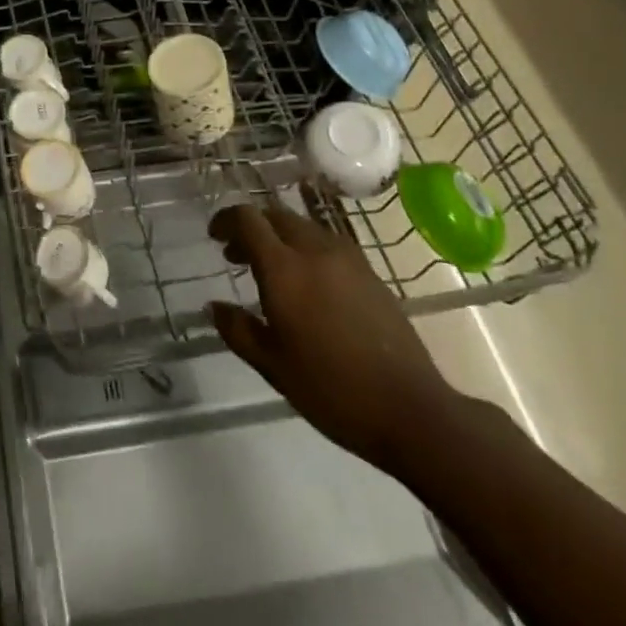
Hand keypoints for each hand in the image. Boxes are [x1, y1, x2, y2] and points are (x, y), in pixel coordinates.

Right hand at [208, 199, 456, 474]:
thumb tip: (214, 306)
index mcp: (284, 269)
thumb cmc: (331, 390)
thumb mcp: (272, 366)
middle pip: (276, 216)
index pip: (248, 219)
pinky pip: (328, 243)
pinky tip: (308, 285)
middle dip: (252, 227)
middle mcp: (315, 251)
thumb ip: (237, 330)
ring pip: (304, 227)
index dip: (226, 220)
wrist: (411, 409)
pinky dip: (306, 249)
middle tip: (237, 256)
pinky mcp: (371, 273)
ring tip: (272, 270)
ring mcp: (348, 259)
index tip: (214, 237)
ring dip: (280, 236)